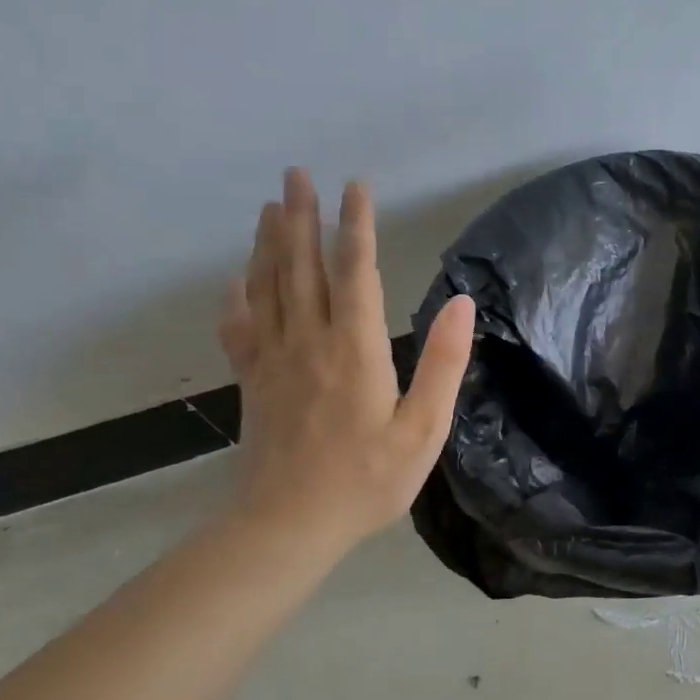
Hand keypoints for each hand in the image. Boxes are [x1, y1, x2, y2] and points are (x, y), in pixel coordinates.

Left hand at [217, 169, 475, 551]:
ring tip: (270, 207)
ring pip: (268, 288)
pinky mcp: (253, 383)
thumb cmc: (367, 481)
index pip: (355, 273)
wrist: (289, 525)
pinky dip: (237, 297)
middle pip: (302, 267)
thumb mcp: (422, 430)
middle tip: (295, 174)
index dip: (357, 227)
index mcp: (355, 350)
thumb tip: (462, 304)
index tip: (355, 187)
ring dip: (269, 244)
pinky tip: (236, 279)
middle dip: (301, 217)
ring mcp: (273, 361)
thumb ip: (442, 364)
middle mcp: (309, 342)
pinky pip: (240, 328)